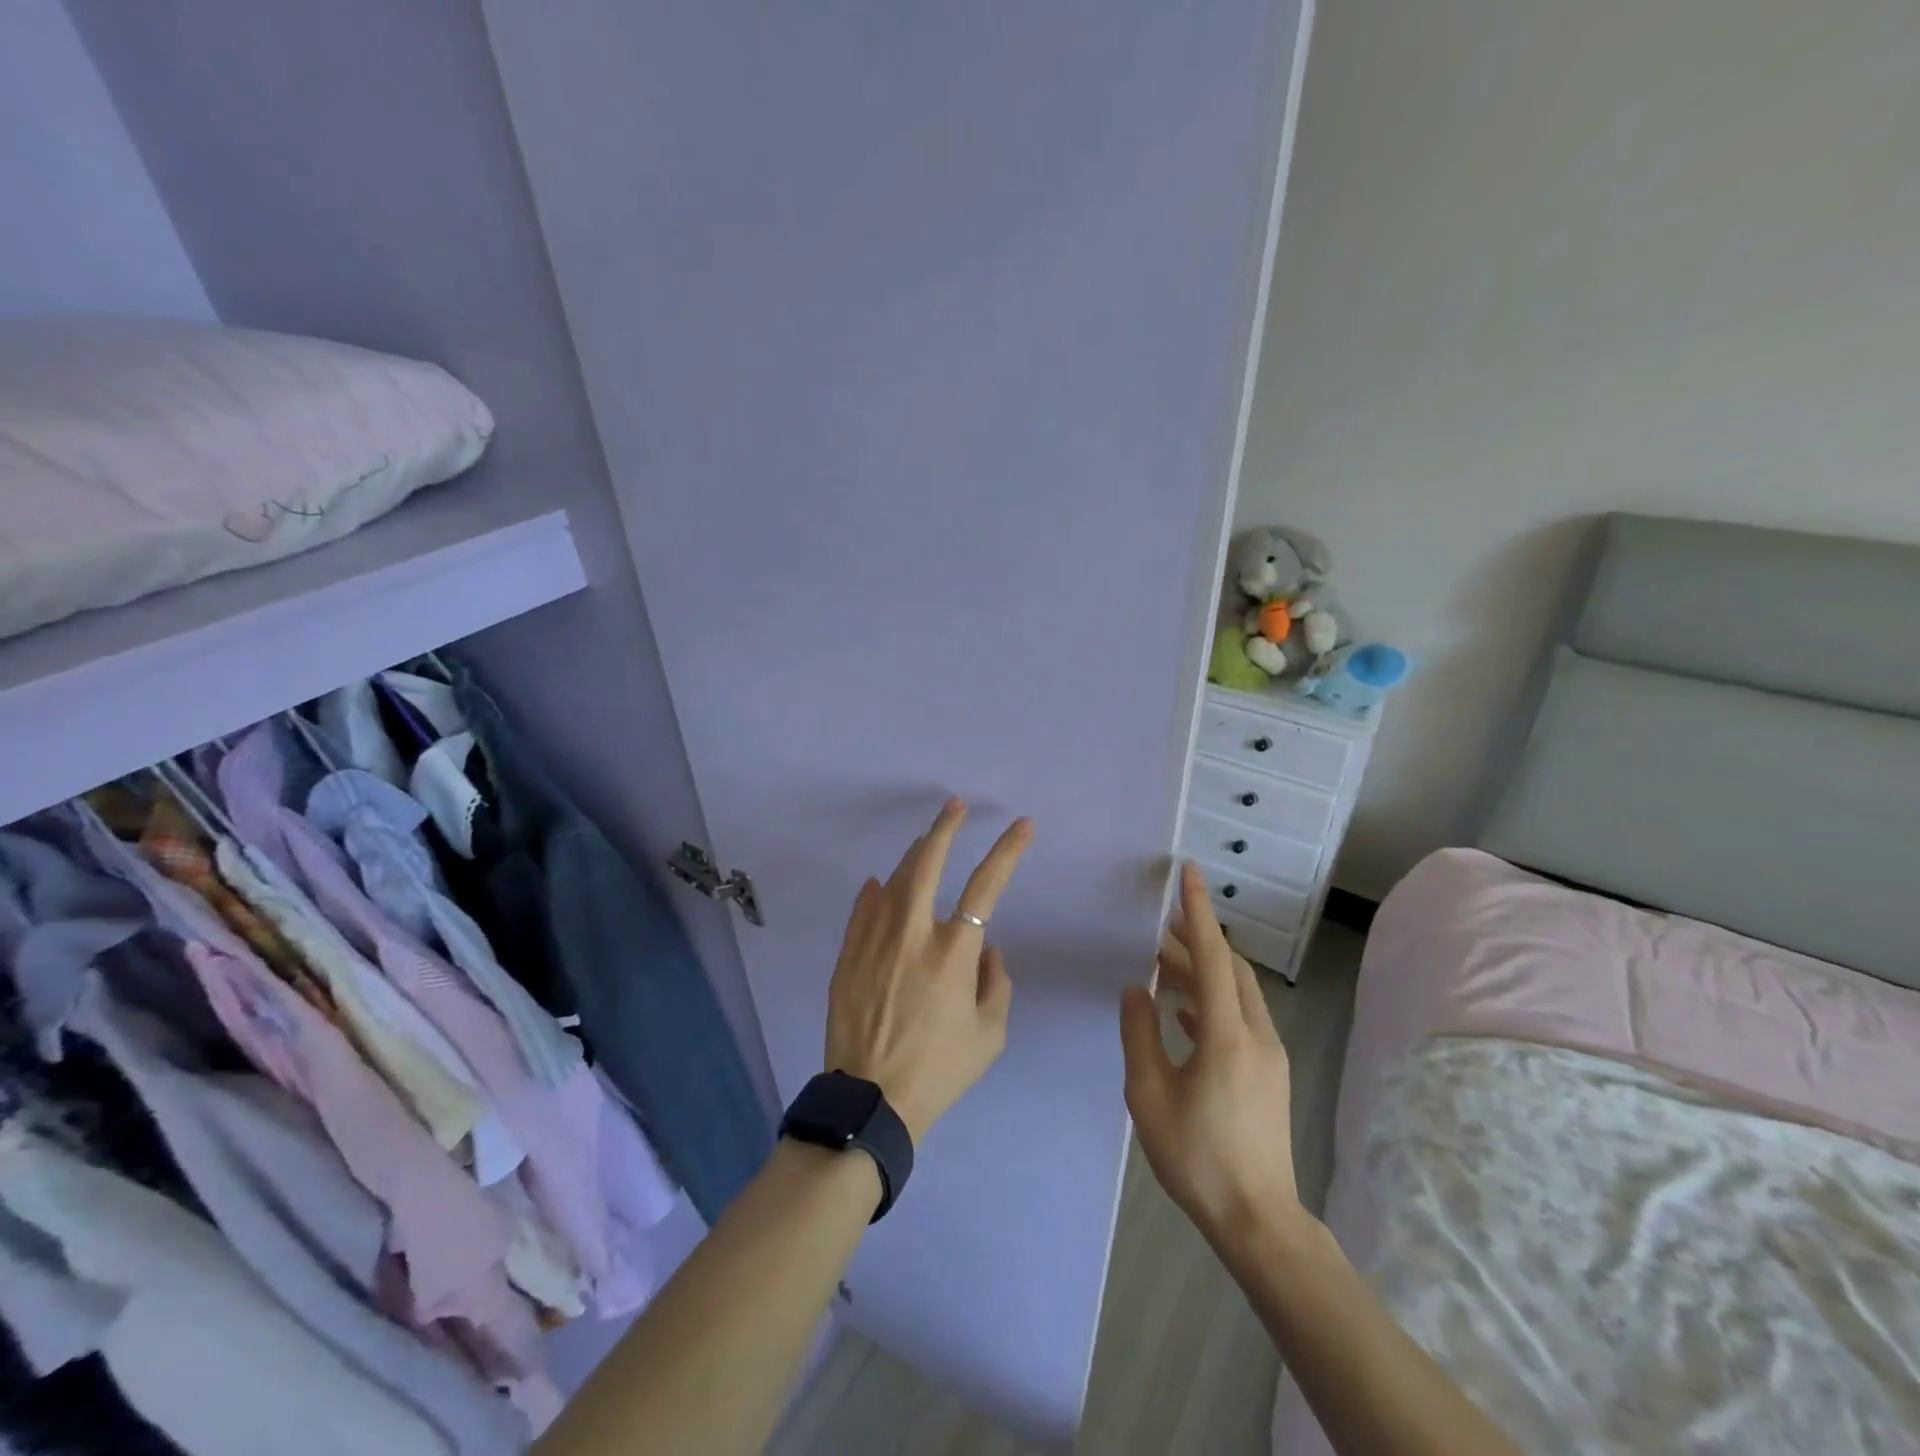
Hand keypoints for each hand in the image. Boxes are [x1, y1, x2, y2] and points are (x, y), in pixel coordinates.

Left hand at [825, 798, 1033, 1142]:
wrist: (871, 1103)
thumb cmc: (939, 1070)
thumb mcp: (990, 1034)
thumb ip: (997, 982)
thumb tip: (987, 946)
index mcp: (954, 953)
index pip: (987, 886)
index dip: (1007, 850)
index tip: (1022, 825)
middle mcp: (912, 935)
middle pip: (926, 863)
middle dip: (945, 827)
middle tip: (955, 806)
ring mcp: (874, 941)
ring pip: (893, 880)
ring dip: (912, 855)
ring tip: (925, 841)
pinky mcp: (848, 955)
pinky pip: (862, 910)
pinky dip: (875, 892)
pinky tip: (880, 883)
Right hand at [1120, 862, 1303, 1246]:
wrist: (1258, 1220)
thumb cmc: (1197, 1157)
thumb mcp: (1149, 1096)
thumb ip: (1139, 1034)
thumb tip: (1136, 989)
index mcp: (1226, 1035)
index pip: (1212, 956)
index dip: (1197, 912)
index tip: (1188, 873)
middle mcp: (1255, 1034)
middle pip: (1229, 968)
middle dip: (1197, 939)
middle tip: (1159, 926)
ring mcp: (1268, 1054)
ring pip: (1236, 991)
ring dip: (1204, 969)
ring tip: (1163, 963)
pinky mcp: (1268, 1072)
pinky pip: (1240, 1016)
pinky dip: (1212, 999)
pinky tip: (1183, 1011)